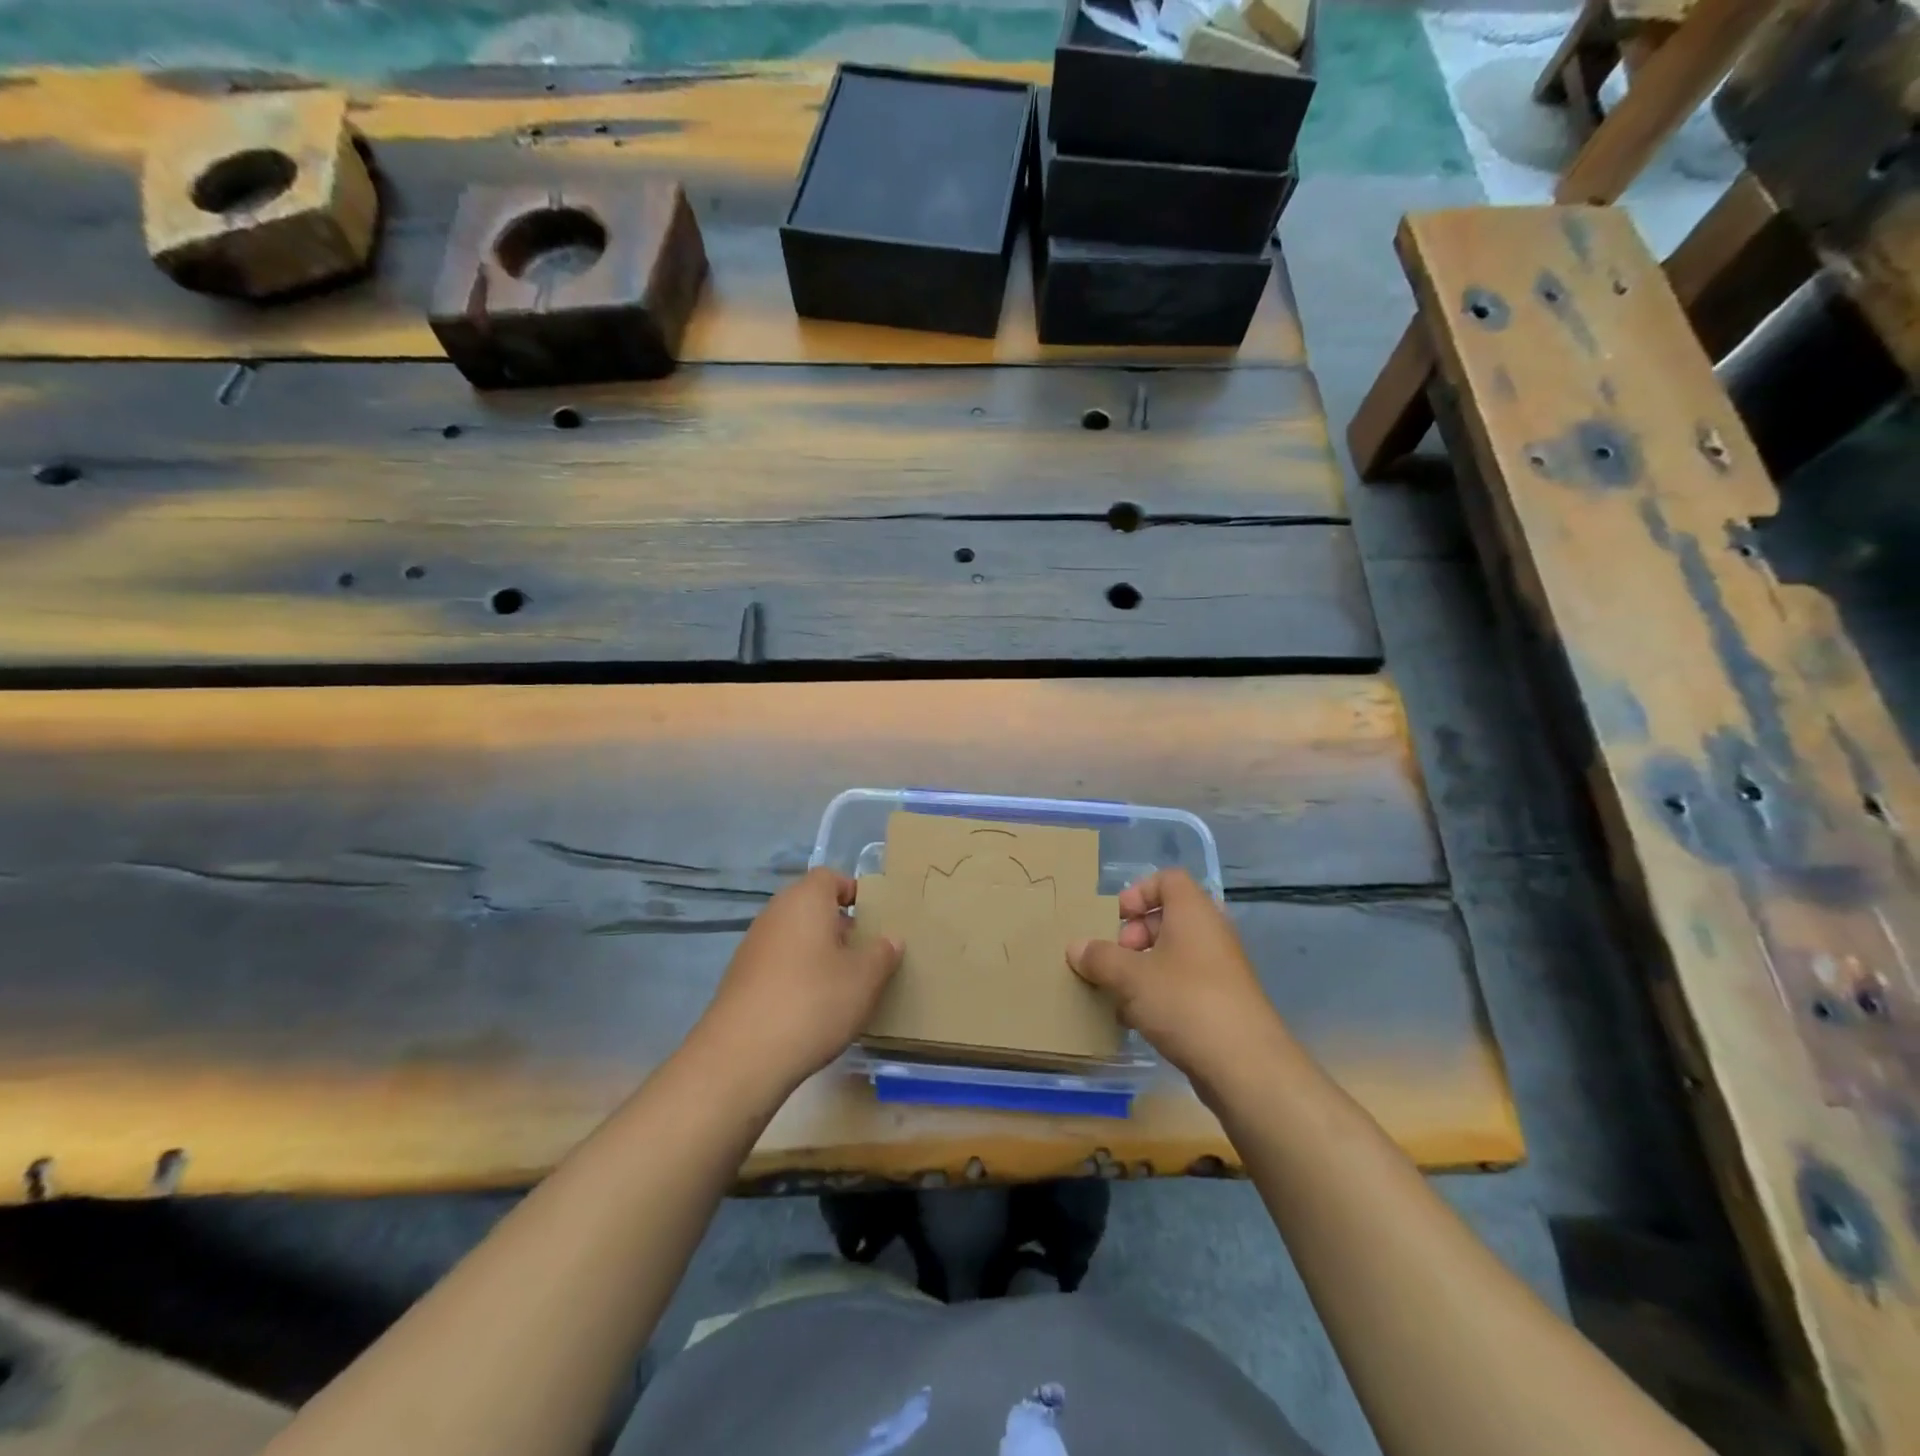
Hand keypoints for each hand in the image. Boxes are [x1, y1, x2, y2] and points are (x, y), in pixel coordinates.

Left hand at [693, 867, 902, 1095]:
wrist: (742, 1056)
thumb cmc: (813, 1002)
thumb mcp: (864, 979)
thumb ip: (882, 953)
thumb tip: (890, 939)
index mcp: (805, 900)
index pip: (830, 877)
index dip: (852, 892)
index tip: (873, 919)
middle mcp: (775, 913)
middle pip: (810, 907)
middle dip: (838, 926)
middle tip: (864, 954)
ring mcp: (752, 946)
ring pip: (794, 937)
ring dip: (817, 953)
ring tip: (842, 985)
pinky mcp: (739, 979)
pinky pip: (777, 964)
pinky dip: (795, 975)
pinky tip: (810, 1008)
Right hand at [1068, 869, 1293, 1091]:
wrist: (1245, 1065)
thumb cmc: (1185, 1002)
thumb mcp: (1130, 976)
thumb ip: (1099, 958)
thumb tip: (1075, 947)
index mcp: (1193, 912)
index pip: (1167, 879)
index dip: (1138, 893)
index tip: (1117, 919)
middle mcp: (1210, 933)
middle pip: (1168, 918)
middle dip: (1134, 935)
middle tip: (1115, 959)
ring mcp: (1220, 969)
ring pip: (1174, 955)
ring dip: (1142, 968)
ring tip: (1118, 993)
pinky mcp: (1222, 1003)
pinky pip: (1183, 984)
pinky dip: (1159, 994)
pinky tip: (1137, 1020)